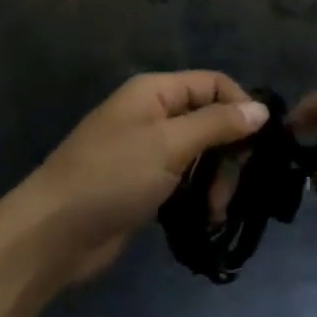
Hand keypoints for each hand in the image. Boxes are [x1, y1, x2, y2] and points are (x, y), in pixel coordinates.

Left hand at [22, 72, 267, 284]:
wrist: (54, 233)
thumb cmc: (113, 176)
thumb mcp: (169, 144)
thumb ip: (217, 124)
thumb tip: (261, 109)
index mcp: (155, 92)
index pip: (213, 84)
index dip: (241, 107)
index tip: (262, 143)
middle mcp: (153, 115)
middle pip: (210, 121)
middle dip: (228, 154)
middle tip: (233, 188)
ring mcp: (148, 152)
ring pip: (200, 156)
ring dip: (216, 182)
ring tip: (215, 212)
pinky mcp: (144, 186)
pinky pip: (185, 183)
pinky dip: (199, 198)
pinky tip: (205, 220)